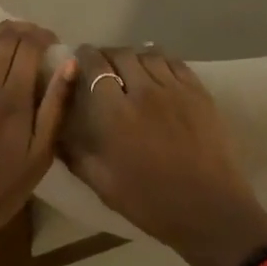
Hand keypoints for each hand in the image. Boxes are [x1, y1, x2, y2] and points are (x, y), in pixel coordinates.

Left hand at [0, 22, 75, 252]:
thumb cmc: (1, 189)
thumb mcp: (40, 155)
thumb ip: (55, 107)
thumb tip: (69, 65)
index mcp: (14, 98)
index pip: (28, 48)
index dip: (42, 36)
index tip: (53, 41)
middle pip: (5, 42)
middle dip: (23, 30)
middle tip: (36, 35)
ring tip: (13, 29)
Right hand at [61, 46, 266, 265]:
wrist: (210, 210)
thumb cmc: (151, 202)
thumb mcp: (103, 184)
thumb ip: (76, 153)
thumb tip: (56, 132)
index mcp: (116, 113)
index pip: (94, 66)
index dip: (84, 57)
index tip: (78, 59)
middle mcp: (144, 91)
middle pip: (121, 54)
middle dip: (107, 55)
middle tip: (103, 67)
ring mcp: (175, 89)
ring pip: (148, 54)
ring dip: (134, 58)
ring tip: (130, 69)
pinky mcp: (199, 92)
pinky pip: (175, 63)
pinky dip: (160, 62)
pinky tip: (157, 73)